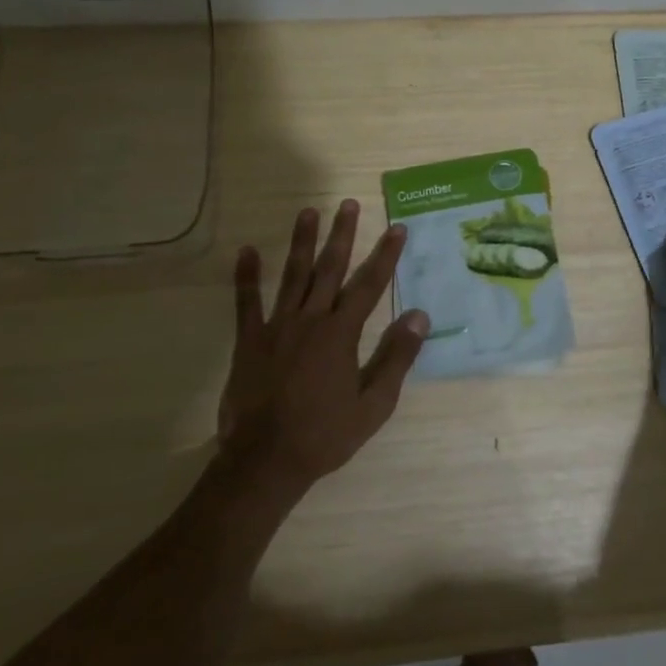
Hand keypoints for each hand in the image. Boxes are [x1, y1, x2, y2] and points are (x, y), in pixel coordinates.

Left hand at [218, 201, 428, 496]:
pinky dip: (246, 276)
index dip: (386, 256)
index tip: (397, 229)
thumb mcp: (374, 404)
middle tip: (348, 204)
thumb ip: (396, 357)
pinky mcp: (249, 341)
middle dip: (342, 235)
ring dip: (301, 242)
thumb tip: (419, 315)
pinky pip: (246, 302)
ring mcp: (276, 327)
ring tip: (308, 212)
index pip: (369, 285)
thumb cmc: (325, 434)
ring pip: (292, 275)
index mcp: (341, 334)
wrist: (266, 461)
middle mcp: (311, 320)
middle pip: (329, 269)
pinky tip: (246, 251)